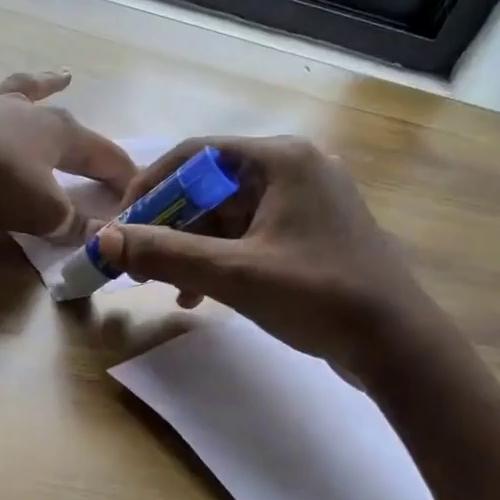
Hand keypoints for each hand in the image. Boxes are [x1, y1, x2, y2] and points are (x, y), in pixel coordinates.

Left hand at [0, 56, 135, 239]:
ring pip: (18, 88)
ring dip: (39, 82)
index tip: (134, 192)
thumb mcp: (42, 214)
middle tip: (105, 144)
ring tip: (57, 73)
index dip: (121, 175)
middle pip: (64, 118)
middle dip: (85, 131)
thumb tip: (103, 235)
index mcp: (58, 136)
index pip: (103, 156)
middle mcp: (25, 112)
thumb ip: (73, 225)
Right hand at [95, 135, 427, 369]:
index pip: (195, 155)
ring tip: (163, 287)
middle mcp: (294, 169)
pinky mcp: (309, 234)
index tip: (122, 224)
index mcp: (281, 159)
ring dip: (190, 250)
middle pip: (209, 187)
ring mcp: (304, 203)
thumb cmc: (319, 296)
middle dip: (169, 227)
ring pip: (226, 216)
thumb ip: (165, 254)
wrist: (397, 344)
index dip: (150, 186)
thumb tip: (102, 239)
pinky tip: (197, 296)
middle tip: (136, 263)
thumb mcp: (234, 275)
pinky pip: (248, 237)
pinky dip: (219, 261)